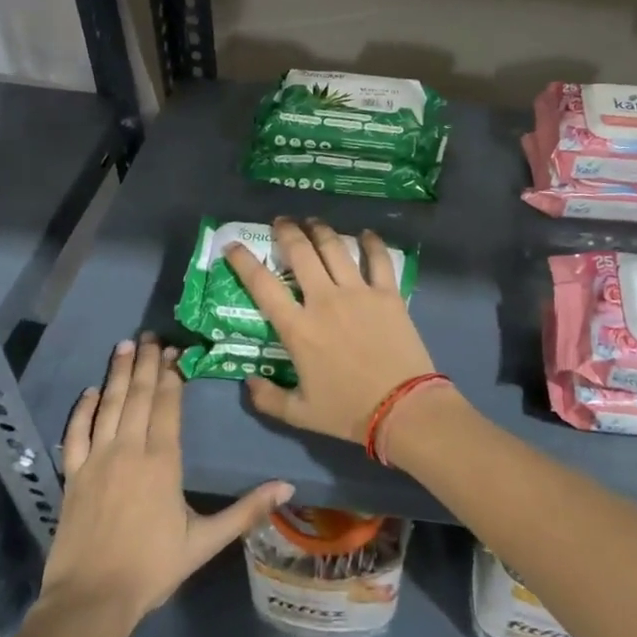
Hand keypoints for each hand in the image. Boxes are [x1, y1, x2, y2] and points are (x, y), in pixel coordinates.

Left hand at [41, 335, 292, 628]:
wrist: (90, 600)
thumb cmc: (152, 568)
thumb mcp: (205, 541)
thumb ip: (246, 510)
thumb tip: (288, 487)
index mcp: (162, 461)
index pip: (167, 405)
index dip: (172, 375)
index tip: (177, 352)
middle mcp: (129, 449)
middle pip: (139, 395)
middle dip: (147, 363)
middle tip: (152, 336)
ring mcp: (96, 460)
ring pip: (109, 405)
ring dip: (118, 373)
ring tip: (126, 345)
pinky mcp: (72, 475)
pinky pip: (75, 433)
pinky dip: (83, 409)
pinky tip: (90, 390)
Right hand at [227, 218, 441, 448]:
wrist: (402, 408)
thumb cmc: (348, 411)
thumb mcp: (300, 414)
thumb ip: (268, 398)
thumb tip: (248, 381)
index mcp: (298, 328)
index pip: (262, 285)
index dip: (244, 262)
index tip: (233, 246)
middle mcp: (324, 301)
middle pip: (300, 253)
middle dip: (286, 232)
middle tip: (281, 222)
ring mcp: (358, 293)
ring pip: (335, 248)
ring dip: (321, 230)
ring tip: (313, 222)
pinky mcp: (388, 293)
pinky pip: (378, 259)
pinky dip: (371, 242)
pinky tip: (365, 233)